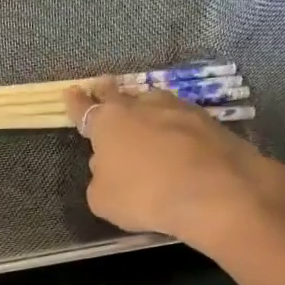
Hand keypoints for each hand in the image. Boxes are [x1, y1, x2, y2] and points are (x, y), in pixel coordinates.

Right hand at [64, 77, 284, 254]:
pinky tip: (175, 138)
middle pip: (120, 94)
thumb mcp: (102, 199)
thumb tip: (109, 164)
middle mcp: (142, 107)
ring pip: (154, 102)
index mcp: (108, 123)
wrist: (214, 192)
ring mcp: (179, 110)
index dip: (76, 103)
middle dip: (108, 91)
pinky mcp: (209, 122)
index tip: (70, 92)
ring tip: (142, 113)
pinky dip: (173, 127)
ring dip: (145, 106)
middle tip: (102, 85)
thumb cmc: (143, 196)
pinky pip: (180, 120)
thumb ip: (100, 177)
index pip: (85, 109)